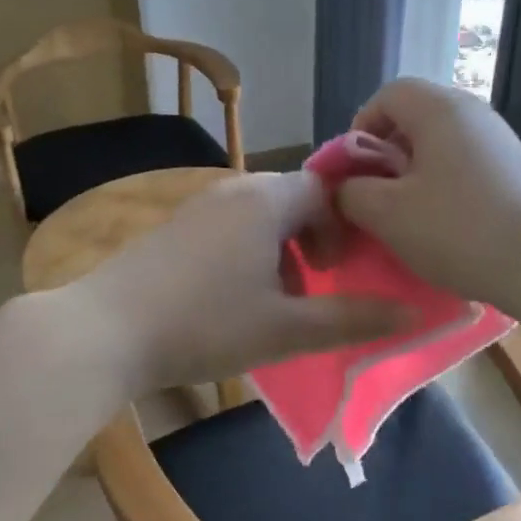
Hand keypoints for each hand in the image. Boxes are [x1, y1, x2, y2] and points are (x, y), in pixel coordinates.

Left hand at [61, 171, 411, 395]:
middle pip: (293, 200)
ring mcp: (197, 207)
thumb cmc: (205, 325)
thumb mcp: (287, 329)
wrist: (106, 331)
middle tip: (320, 284)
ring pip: (259, 216)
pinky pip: (227, 227)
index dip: (348, 226)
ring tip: (279, 300)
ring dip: (281, 250)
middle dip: (315, 239)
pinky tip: (233, 300)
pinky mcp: (172, 229)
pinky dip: (247, 253)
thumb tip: (414, 313)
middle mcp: (233, 190)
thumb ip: (352, 318)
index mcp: (267, 200)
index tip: (347, 268)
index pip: (327, 189)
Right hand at [337, 78, 520, 310]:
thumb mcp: (386, 213)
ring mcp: (501, 142)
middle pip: (414, 118)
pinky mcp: (517, 172)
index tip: (352, 172)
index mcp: (439, 109)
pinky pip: (464, 167)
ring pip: (439, 146)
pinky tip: (444, 228)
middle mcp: (474, 113)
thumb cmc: (458, 230)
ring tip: (406, 219)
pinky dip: (443, 188)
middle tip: (374, 198)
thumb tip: (345, 186)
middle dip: (384, 156)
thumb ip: (351, 192)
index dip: (359, 128)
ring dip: (412, 177)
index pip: (388, 94)